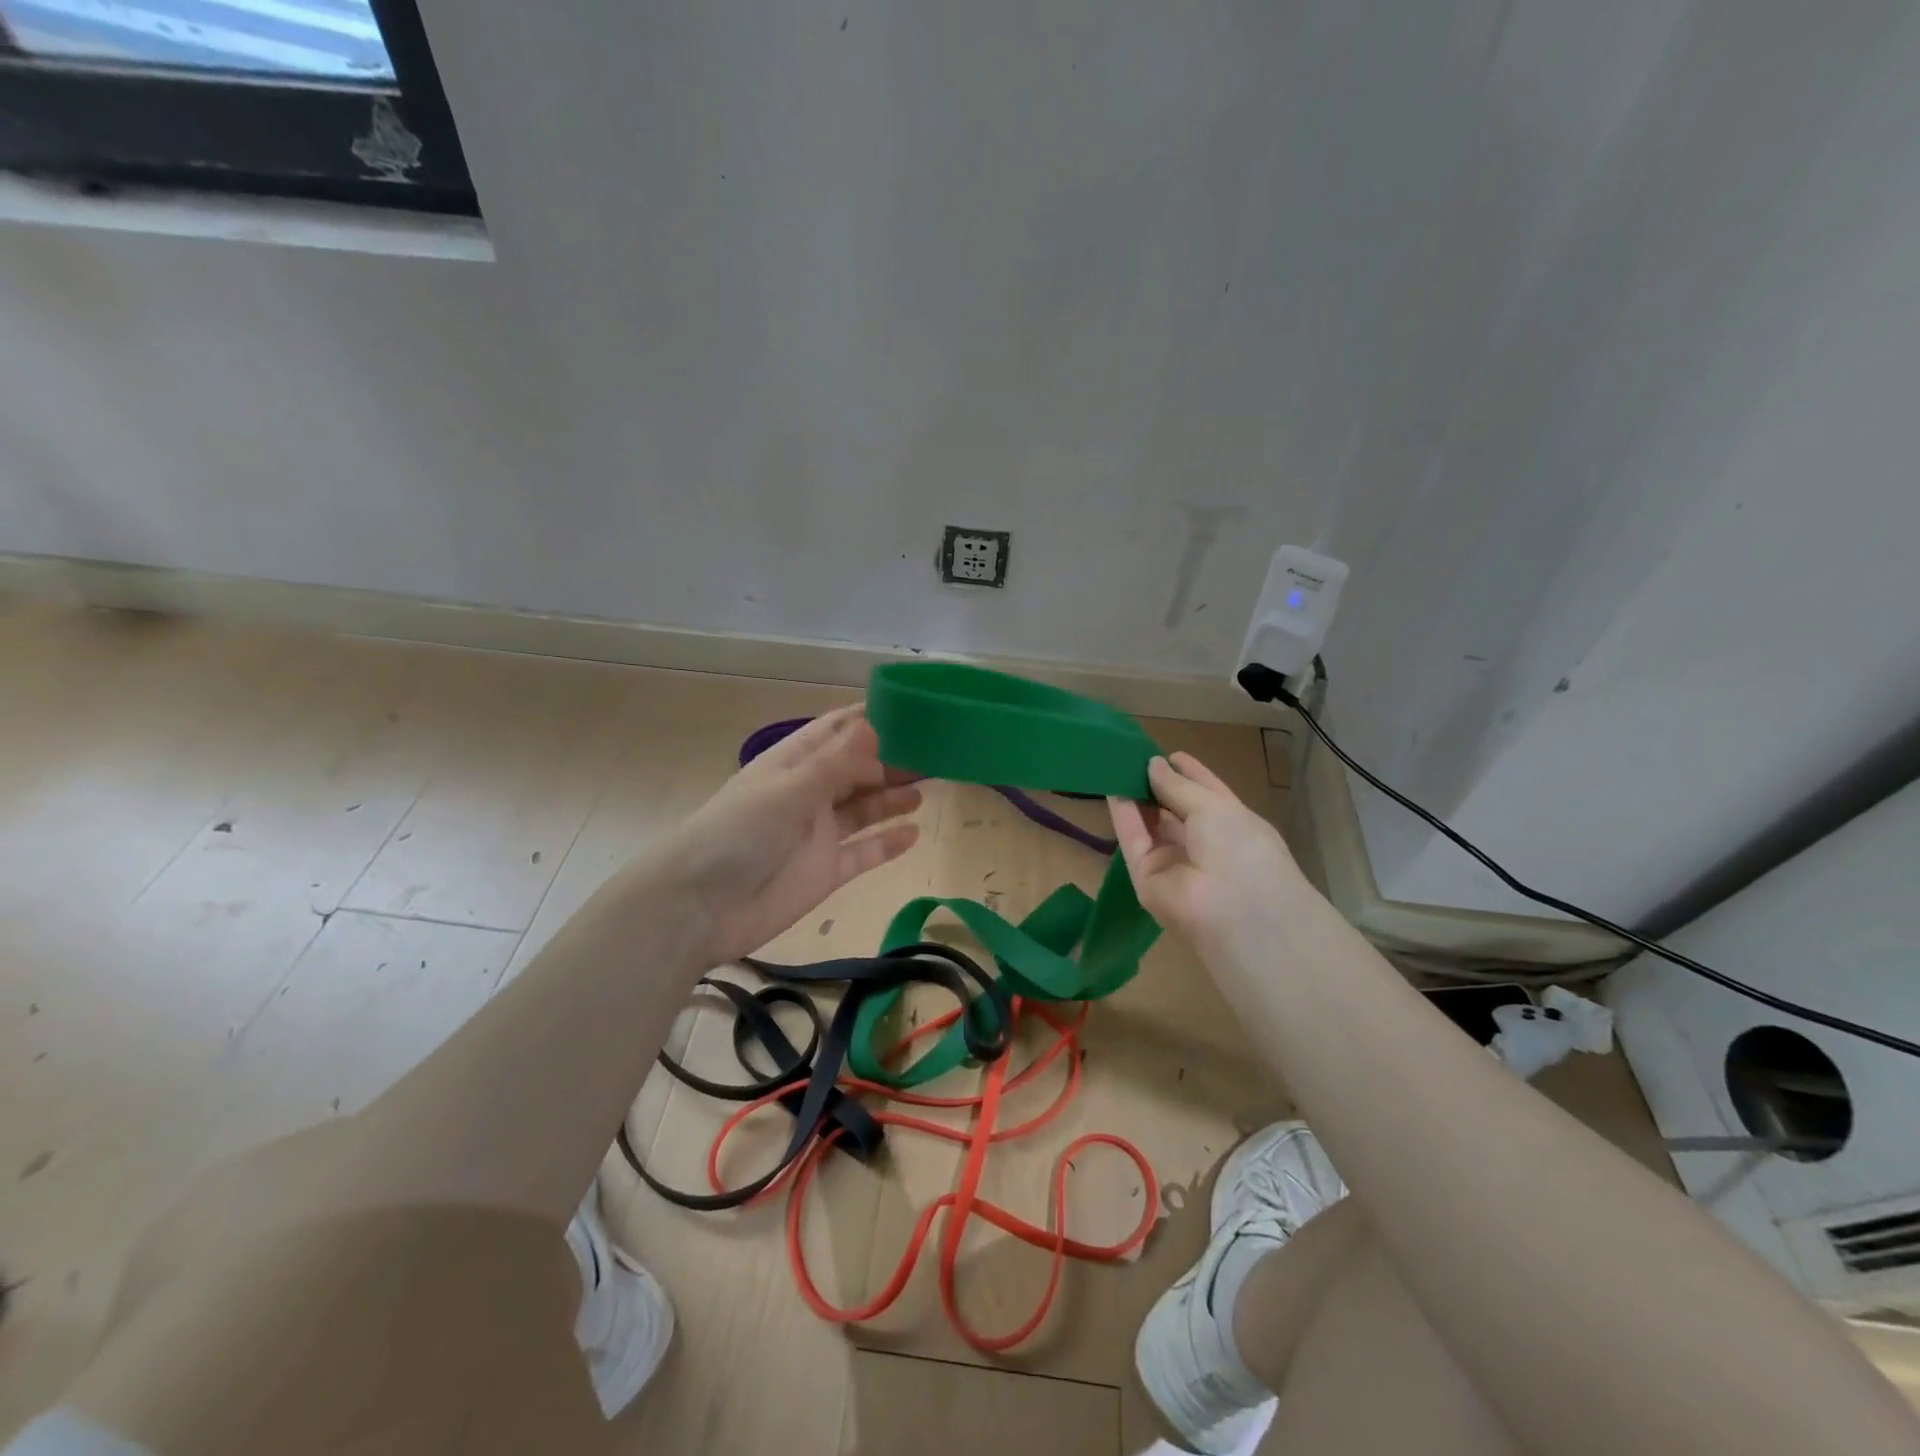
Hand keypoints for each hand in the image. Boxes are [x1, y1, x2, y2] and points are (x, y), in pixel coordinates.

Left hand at [648, 705, 921, 964]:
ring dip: (893, 797)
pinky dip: (888, 843)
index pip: (836, 731)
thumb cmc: (737, 836)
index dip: (870, 719)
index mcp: (793, 765)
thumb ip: (835, 762)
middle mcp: (808, 794)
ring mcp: (818, 834)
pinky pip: (864, 852)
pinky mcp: (826, 871)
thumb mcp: (787, 791)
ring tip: (929, 787)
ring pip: (864, 809)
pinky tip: (915, 832)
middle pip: (857, 770)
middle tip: (935, 753)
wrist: (700, 909)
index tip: (911, 710)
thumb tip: (875, 724)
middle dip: (892, 760)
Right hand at [1109, 752, 1303, 959]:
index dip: (1188, 773)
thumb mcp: (1213, 806)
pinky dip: (1123, 816)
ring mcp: (1173, 863)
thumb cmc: (1240, 847)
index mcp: (1231, 825)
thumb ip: (1178, 786)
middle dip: (1156, 784)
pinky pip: (1133, 841)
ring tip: (1116, 766)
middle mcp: (1203, 844)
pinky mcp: (1146, 877)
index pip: (1206, 794)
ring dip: (1136, 797)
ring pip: (1150, 825)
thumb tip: (1154, 765)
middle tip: (1133, 757)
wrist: (1236, 910)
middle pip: (1174, 811)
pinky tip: (1111, 788)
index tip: (1168, 754)